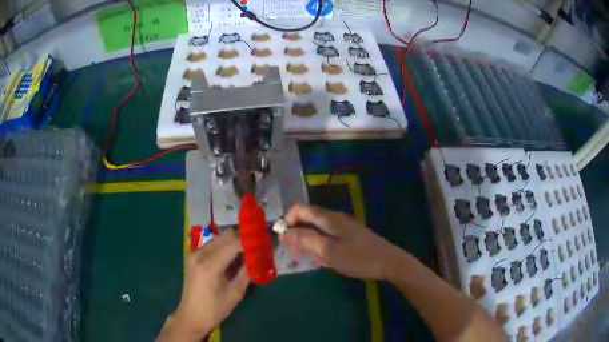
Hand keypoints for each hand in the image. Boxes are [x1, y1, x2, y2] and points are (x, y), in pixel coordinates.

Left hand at [157, 230, 249, 341]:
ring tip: (247, 253)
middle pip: (226, 236)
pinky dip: (225, 247)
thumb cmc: (215, 309)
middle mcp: (200, 254)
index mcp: (210, 265)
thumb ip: (247, 272)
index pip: (234, 243)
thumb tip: (259, 258)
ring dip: (234, 243)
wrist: (191, 316)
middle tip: (258, 247)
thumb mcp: (235, 293)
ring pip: (219, 239)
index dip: (250, 242)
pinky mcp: (193, 256)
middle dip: (243, 239)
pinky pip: (213, 245)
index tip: (264, 244)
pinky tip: (233, 259)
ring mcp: (195, 253)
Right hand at [280, 204, 404, 279]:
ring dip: (306, 240)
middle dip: (295, 232)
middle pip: (307, 218)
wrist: (389, 262)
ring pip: (316, 228)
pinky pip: (326, 236)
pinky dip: (318, 245)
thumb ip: (306, 240)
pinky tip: (320, 259)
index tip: (282, 238)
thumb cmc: (358, 257)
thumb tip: (284, 232)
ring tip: (304, 257)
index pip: (300, 209)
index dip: (287, 220)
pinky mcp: (348, 236)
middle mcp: (334, 218)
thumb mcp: (329, 251)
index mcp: (328, 218)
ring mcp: (343, 227)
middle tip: (292, 251)